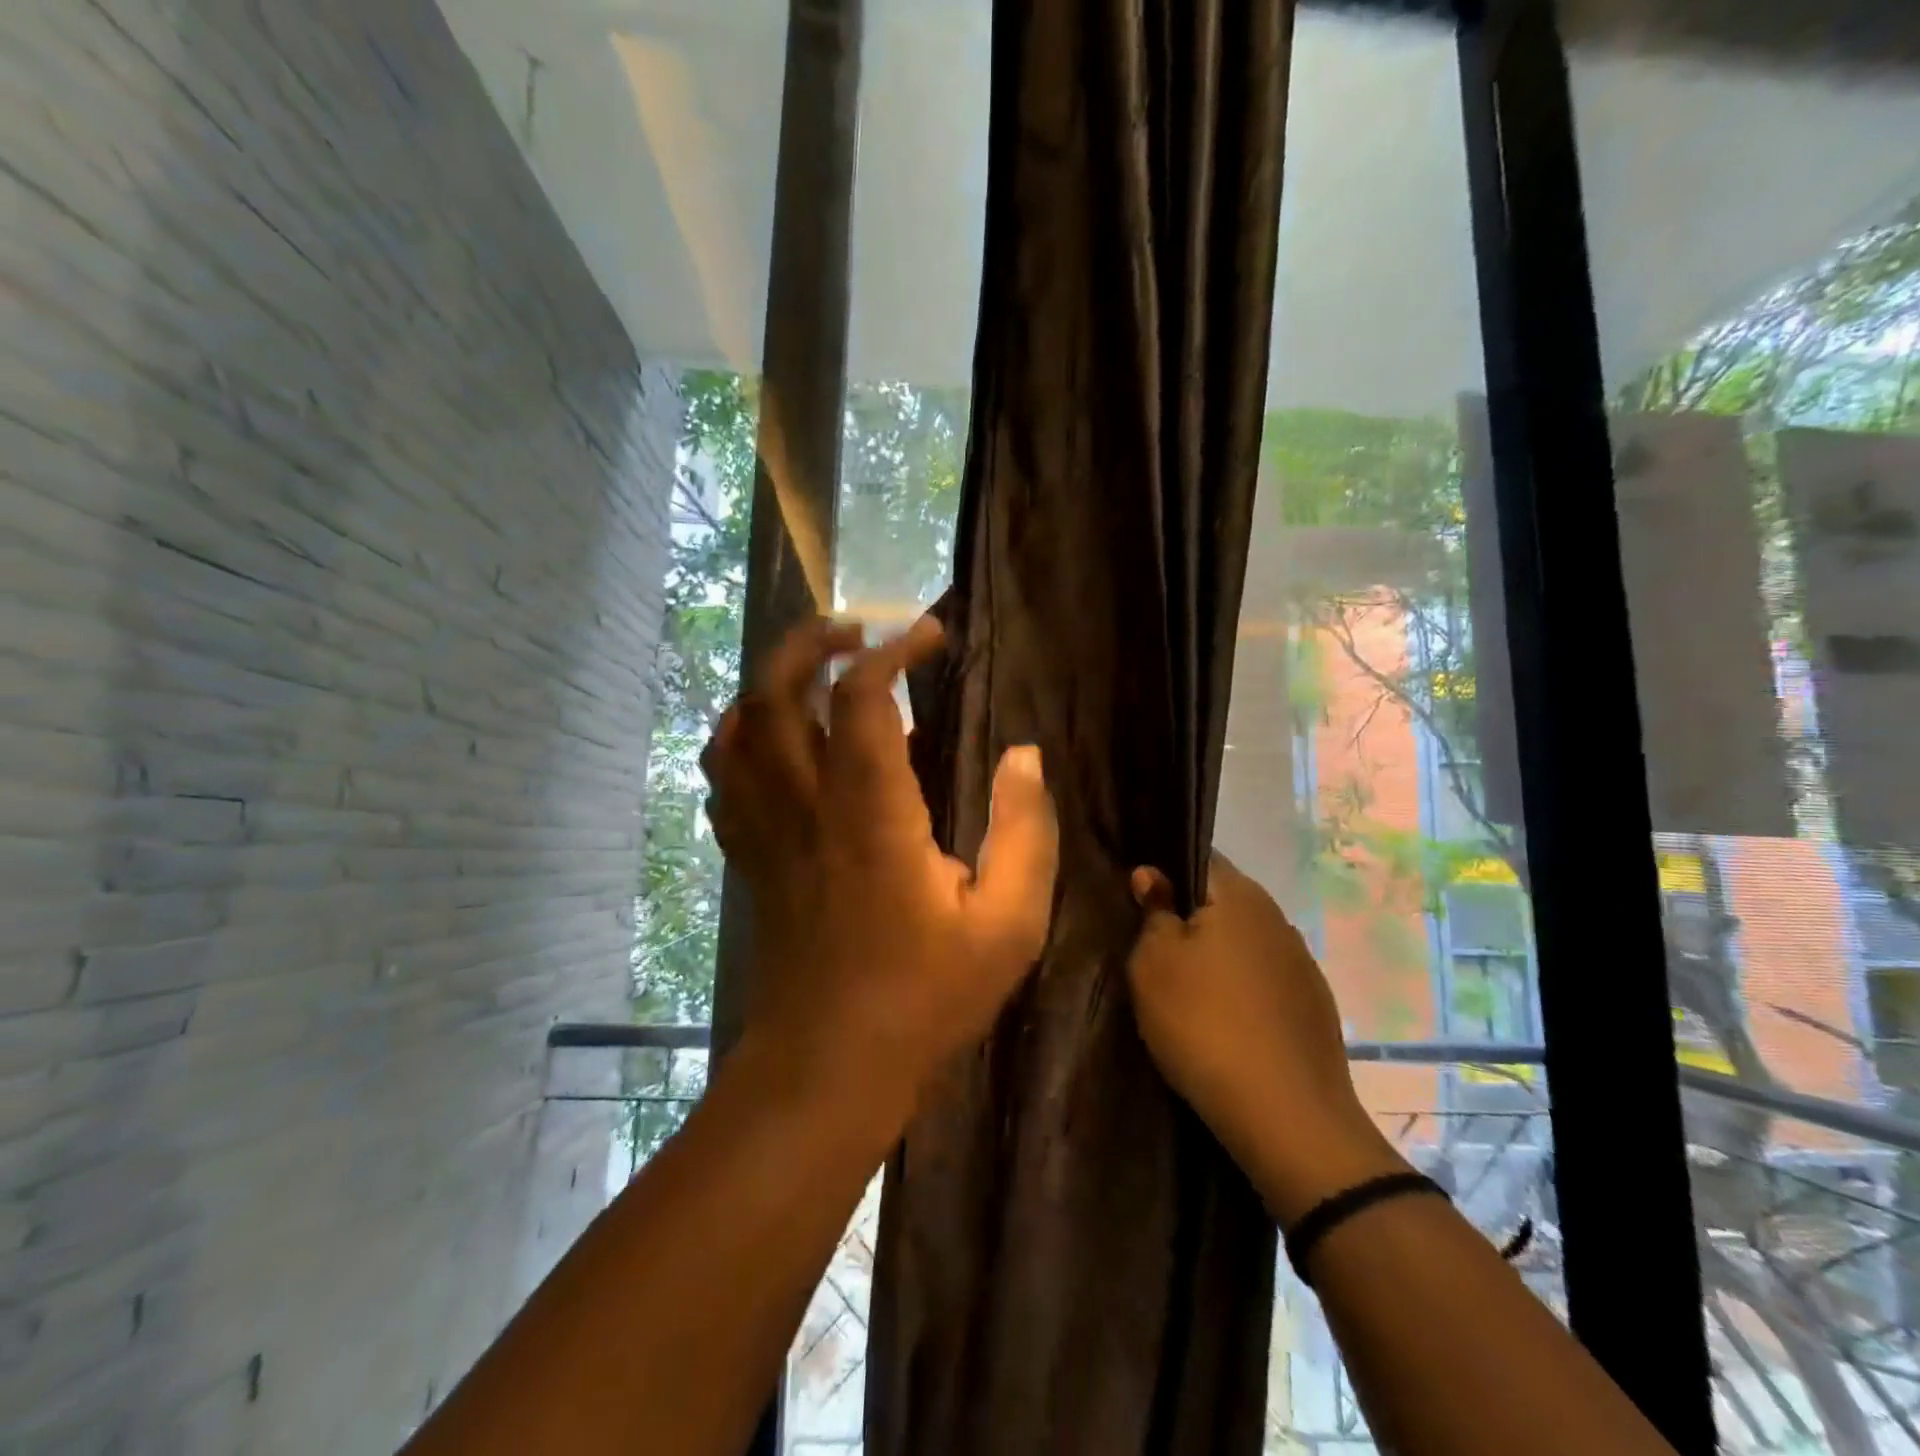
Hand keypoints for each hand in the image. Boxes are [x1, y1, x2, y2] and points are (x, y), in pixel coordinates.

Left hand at [703, 615, 1059, 1124]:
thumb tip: (1025, 756)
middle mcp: (804, 805)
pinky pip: (724, 778)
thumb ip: (1025, 832)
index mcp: (869, 813)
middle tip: (854, 629)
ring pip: (738, 729)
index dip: (894, 650)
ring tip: (813, 672)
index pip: (863, 696)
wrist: (827, 1067)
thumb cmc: (924, 997)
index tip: (930, 636)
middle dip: (809, 643)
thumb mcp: (1008, 925)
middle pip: (775, 693)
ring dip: (770, 683)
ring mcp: (766, 831)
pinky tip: (773, 740)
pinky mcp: (751, 858)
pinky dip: (741, 739)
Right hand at [1128, 854, 1407, 1223]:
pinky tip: (1225, 1020)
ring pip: (1244, 940)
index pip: (1198, 857)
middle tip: (1154, 950)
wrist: (1287, 1117)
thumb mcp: (1154, 964)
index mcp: (1239, 895)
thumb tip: (1152, 875)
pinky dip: (1241, 987)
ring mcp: (1301, 961)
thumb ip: (1153, 911)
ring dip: (1216, 954)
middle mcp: (1276, 917)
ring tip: (1187, 989)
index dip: (1165, 871)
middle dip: (1188, 917)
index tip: (1140, 900)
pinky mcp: (1314, 1004)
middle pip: (1222, 900)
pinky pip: (1264, 977)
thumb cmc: (1204, 1024)